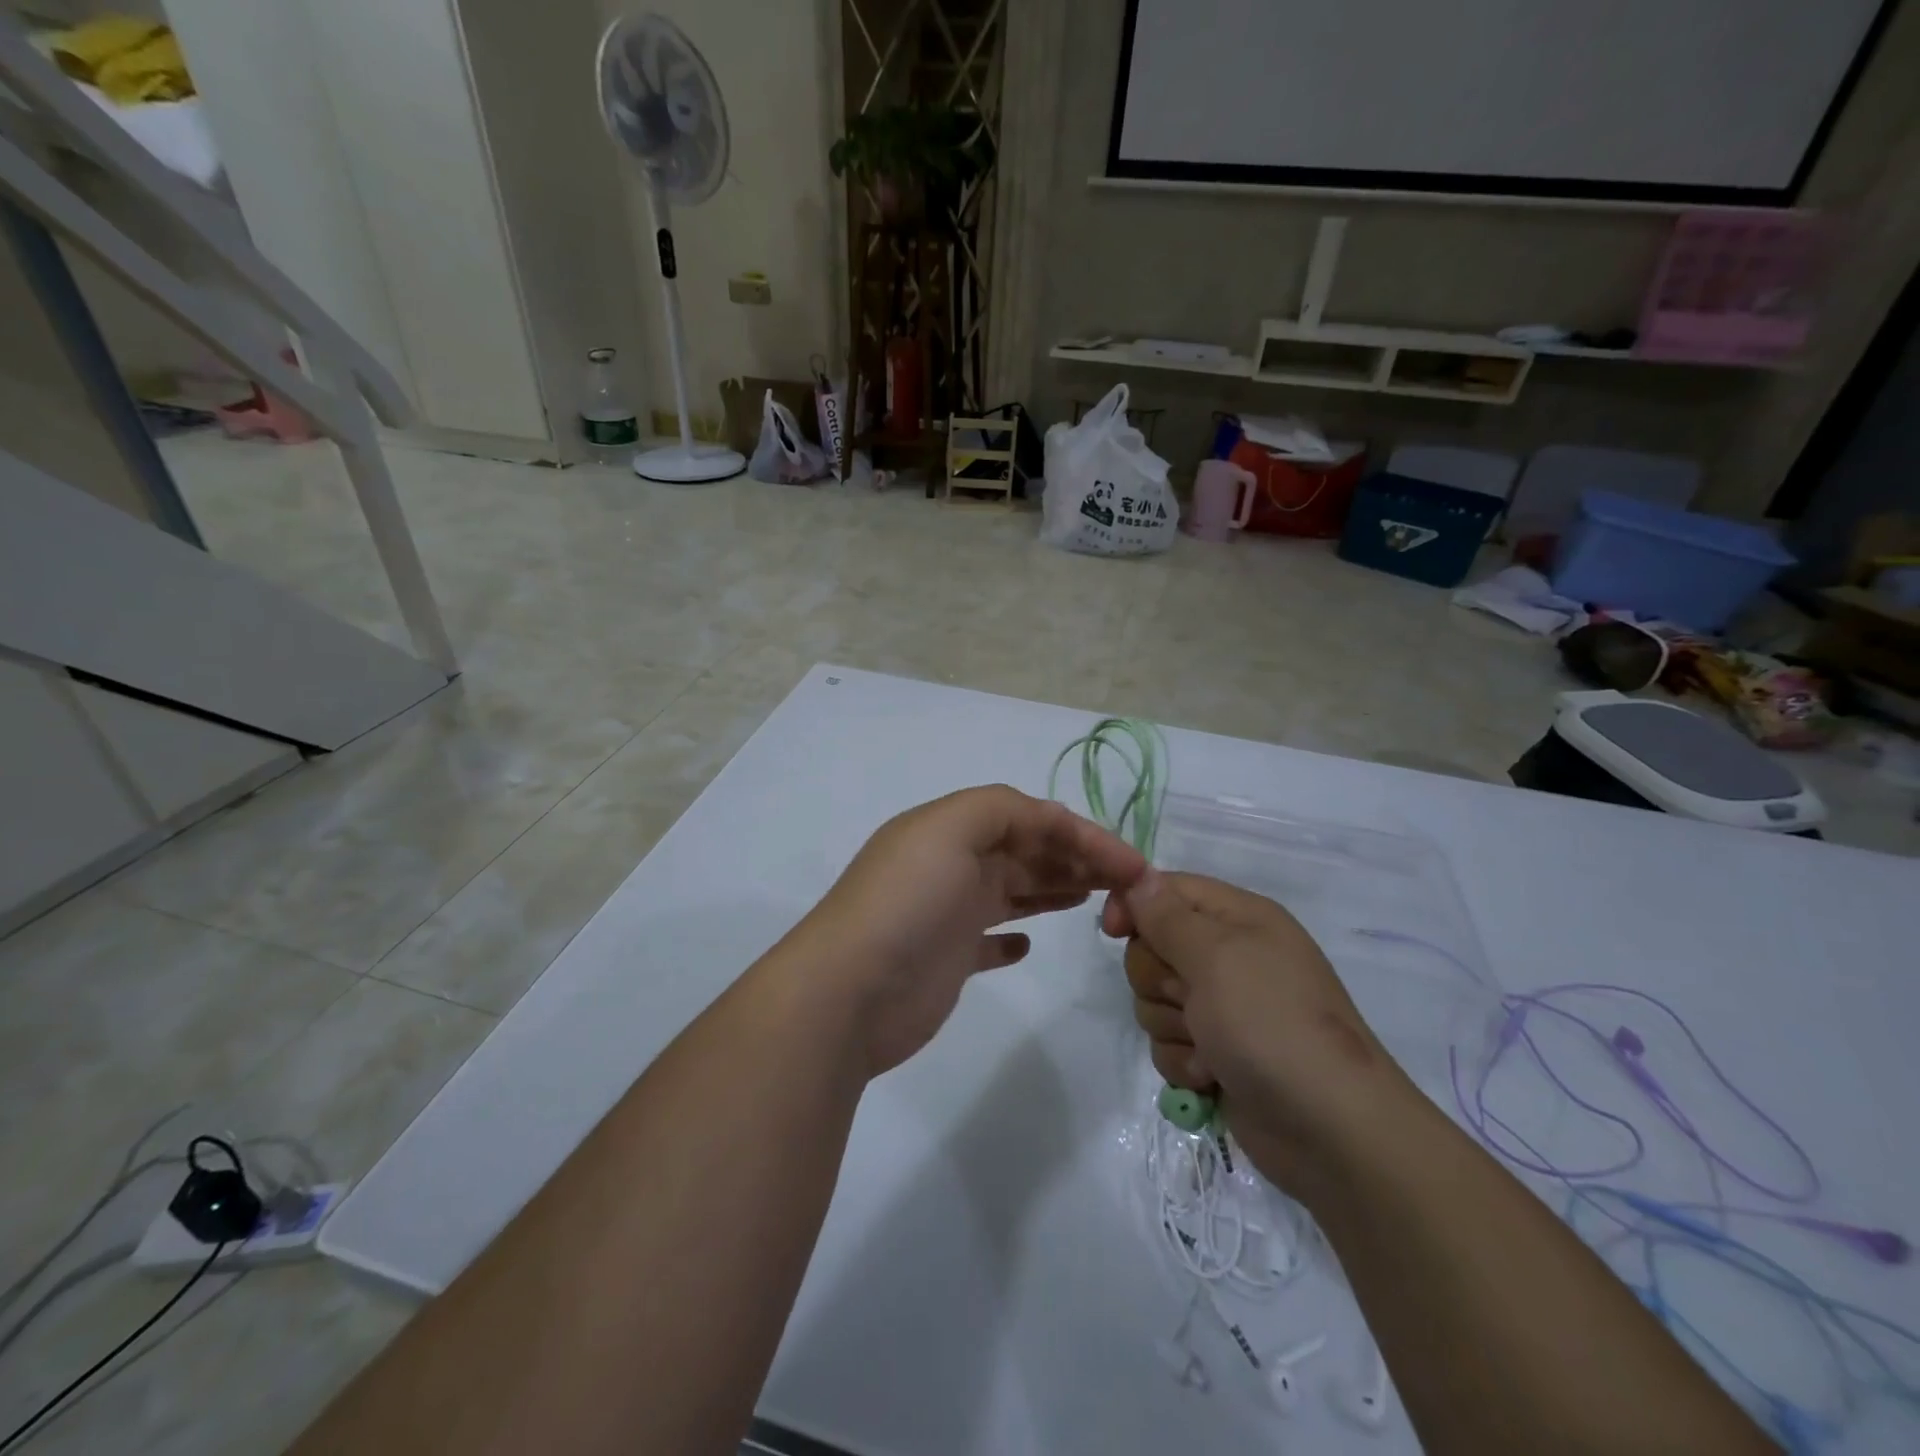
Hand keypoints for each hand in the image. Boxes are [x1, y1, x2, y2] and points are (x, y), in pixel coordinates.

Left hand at [791, 785, 1148, 1076]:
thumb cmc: (907, 903)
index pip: (1028, 817)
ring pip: (1014, 890)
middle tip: (1125, 882)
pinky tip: (1027, 944)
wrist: (850, 991)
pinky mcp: (947, 959)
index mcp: (949, 829)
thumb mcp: (949, 830)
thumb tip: (1047, 820)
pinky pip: (988, 941)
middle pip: (1025, 851)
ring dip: (1053, 886)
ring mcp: (948, 913)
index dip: (1082, 833)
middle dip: (1076, 857)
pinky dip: (1011, 937)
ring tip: (1095, 898)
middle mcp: (950, 865)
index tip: (1130, 863)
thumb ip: (1000, 810)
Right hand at [1104, 871, 1413, 1190]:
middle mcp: (1230, 957)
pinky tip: (1212, 1076)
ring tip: (1209, 1047)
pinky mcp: (1216, 1054)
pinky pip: (1168, 1042)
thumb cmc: (1272, 1024)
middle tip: (1190, 998)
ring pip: (1154, 999)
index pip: (1168, 890)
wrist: (1332, 1130)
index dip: (1135, 905)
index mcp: (1239, 918)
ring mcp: (1224, 1008)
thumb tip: (1139, 879)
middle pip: (1153, 947)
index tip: (1114, 931)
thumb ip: (1168, 916)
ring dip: (1171, 1026)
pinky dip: (1183, 1061)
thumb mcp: (1217, 957)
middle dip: (1158, 979)